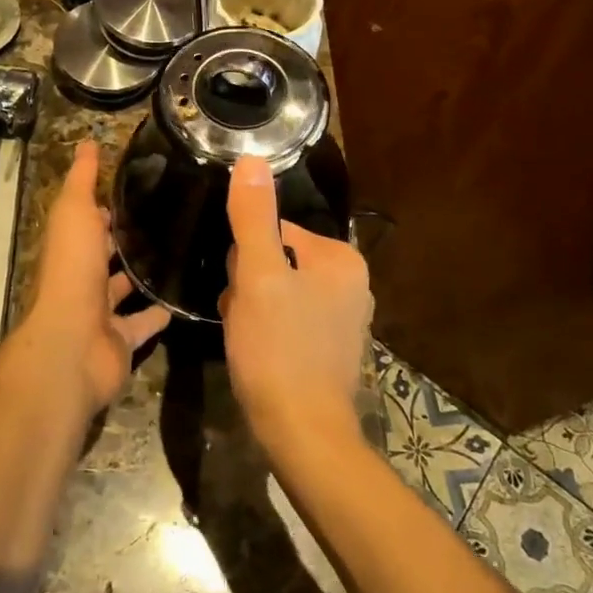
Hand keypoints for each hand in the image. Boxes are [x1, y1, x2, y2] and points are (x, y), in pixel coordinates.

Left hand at [14, 141, 169, 414]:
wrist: (73, 343)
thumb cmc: (72, 271)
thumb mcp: (74, 213)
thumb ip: (82, 180)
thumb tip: (87, 142)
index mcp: (71, 247)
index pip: (90, 221)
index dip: (108, 205)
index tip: (140, 187)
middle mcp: (83, 278)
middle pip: (107, 255)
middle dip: (129, 240)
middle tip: (170, 219)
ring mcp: (101, 312)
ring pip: (126, 289)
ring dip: (145, 276)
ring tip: (182, 253)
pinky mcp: (122, 340)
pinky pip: (144, 324)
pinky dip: (161, 314)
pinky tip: (185, 298)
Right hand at [220, 155, 372, 453]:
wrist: (302, 434)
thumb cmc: (279, 350)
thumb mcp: (258, 277)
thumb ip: (254, 217)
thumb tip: (252, 158)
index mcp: (341, 259)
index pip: (274, 232)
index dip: (246, 259)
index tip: (240, 290)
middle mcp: (352, 283)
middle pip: (276, 261)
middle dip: (250, 284)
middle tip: (243, 316)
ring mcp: (344, 318)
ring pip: (277, 291)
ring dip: (252, 307)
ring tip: (247, 337)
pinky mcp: (332, 348)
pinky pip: (287, 319)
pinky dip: (267, 330)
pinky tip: (257, 352)